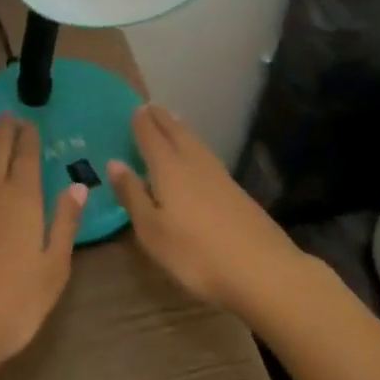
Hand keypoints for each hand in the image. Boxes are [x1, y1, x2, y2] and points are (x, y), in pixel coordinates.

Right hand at [108, 105, 310, 322]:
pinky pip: (207, 156)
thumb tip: (114, 163)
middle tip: (150, 107)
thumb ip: (132, 195)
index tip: (133, 108)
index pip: (150, 135)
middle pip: (175, 132)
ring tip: (172, 122)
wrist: (264, 271)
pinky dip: (195, 147)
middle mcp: (193, 162)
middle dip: (161, 118)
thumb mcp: (152, 231)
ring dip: (180, 129)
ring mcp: (219, 175)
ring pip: (195, 142)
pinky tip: (197, 157)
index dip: (140, 121)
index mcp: (168, 167)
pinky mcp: (237, 191)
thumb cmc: (196, 254)